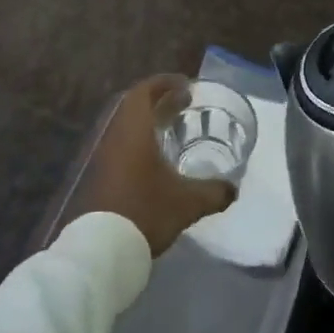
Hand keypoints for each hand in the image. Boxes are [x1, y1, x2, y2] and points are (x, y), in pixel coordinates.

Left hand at [60, 75, 236, 255]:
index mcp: (134, 131)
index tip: (185, 84)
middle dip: (160, 100)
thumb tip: (234, 189)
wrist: (101, 249)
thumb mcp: (187, 202)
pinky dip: (140, 141)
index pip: (144, 92)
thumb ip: (214, 192)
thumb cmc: (145, 212)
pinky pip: (121, 145)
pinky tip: (156, 159)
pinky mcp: (100, 176)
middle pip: (134, 106)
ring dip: (148, 122)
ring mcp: (104, 157)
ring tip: (173, 128)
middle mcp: (116, 137)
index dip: (164, 83)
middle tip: (184, 103)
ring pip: (126, 127)